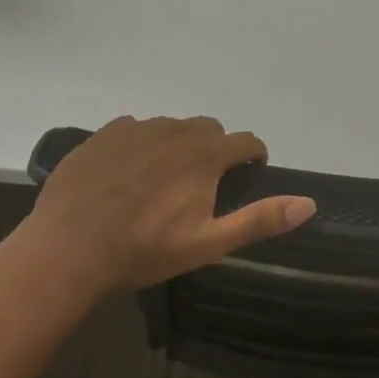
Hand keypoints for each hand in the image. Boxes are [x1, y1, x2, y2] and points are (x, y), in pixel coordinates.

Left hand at [20, 116, 315, 293]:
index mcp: (205, 155)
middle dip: (215, 150)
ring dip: (179, 145)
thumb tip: (310, 203)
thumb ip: (260, 219)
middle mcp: (175, 131)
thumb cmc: (144, 250)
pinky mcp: (104, 134)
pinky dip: (142, 144)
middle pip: (210, 129)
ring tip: (163, 180)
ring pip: (173, 126)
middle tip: (203, 184)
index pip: (245, 141)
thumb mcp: (209, 243)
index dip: (253, 157)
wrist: (68, 249)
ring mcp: (136, 129)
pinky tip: (128, 173)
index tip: (248, 175)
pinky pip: (135, 128)